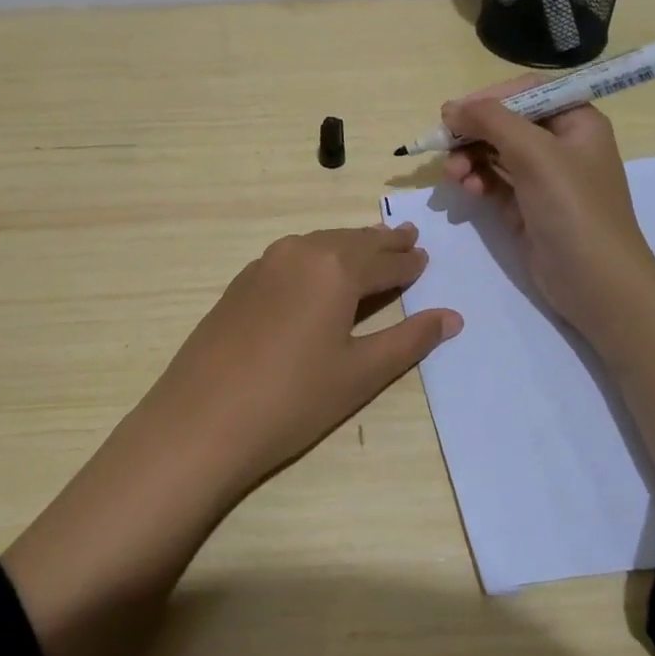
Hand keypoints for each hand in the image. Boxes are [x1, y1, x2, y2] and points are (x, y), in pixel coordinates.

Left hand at [136, 223, 461, 495]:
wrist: (202, 419)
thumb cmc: (293, 399)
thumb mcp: (361, 372)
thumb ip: (409, 340)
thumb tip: (452, 317)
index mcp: (335, 268)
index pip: (384, 261)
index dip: (408, 263)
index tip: (424, 258)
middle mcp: (300, 252)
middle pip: (351, 242)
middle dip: (381, 242)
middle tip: (407, 236)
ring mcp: (265, 264)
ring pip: (318, 244)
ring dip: (348, 246)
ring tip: (369, 248)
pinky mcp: (242, 282)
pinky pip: (291, 257)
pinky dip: (316, 258)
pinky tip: (318, 272)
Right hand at [441, 81, 654, 340]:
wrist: (596, 283)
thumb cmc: (573, 208)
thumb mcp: (535, 153)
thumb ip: (492, 121)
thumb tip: (451, 108)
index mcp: (577, 122)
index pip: (528, 93)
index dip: (490, 98)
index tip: (455, 111)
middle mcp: (561, 144)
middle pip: (506, 123)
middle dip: (474, 133)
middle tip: (443, 143)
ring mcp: (543, 177)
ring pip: (495, 153)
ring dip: (469, 158)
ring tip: (454, 174)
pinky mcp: (527, 206)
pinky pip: (494, 181)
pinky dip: (477, 180)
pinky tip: (467, 189)